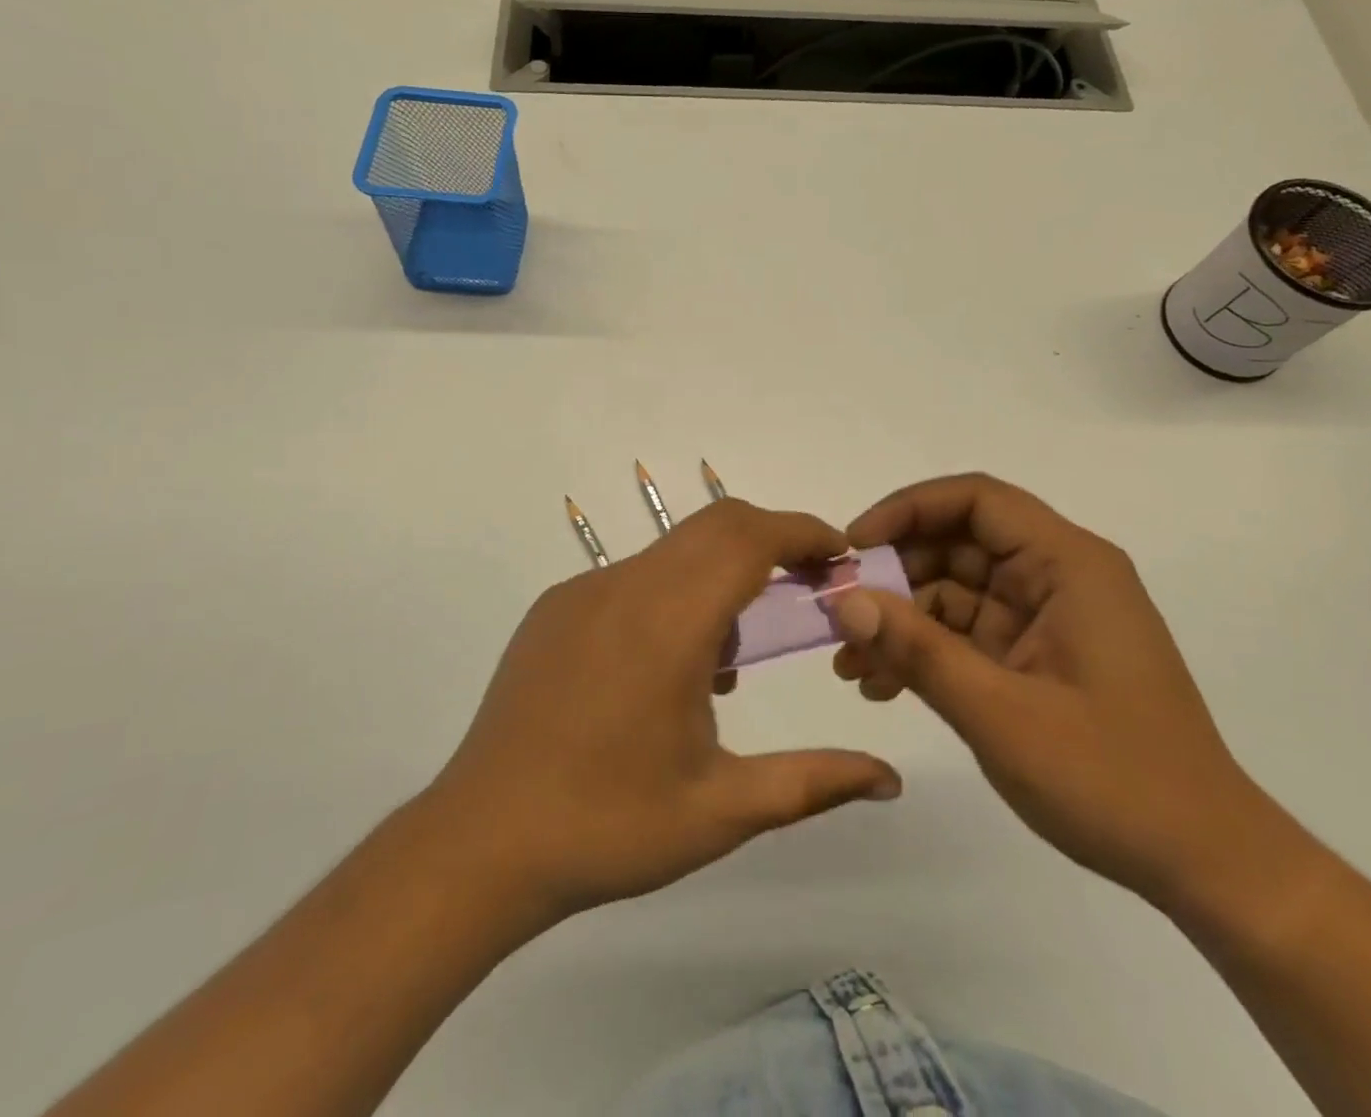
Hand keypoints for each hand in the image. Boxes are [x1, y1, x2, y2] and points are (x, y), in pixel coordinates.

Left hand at [427, 500, 901, 920]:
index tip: (841, 557)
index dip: (804, 533)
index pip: (749, 539)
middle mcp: (623, 586)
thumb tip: (889, 780)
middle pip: (716, 526)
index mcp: (668, 622)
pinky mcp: (554, 608)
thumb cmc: (608, 827)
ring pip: (674, 551)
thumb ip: (814, 782)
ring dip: (720, 574)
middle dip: (772, 543)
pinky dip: (674, 593)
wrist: (480, 844)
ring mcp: (581, 592)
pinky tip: (668, 667)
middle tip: (806, 592)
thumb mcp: (722, 810)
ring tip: (730, 658)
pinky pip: (632, 578)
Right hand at [833, 473, 1268, 905]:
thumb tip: (844, 599)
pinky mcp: (1036, 655)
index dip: (907, 509)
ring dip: (899, 619)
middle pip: (957, 542)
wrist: (1205, 865)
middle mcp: (1057, 576)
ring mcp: (1046, 617)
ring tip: (850, 666)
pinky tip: (881, 687)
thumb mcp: (1000, 713)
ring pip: (953, 589)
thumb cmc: (1114, 779)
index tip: (853, 547)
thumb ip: (917, 649)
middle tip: (840, 614)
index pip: (976, 500)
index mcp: (1068, 564)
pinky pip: (965, 632)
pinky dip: (924, 650)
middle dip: (893, 574)